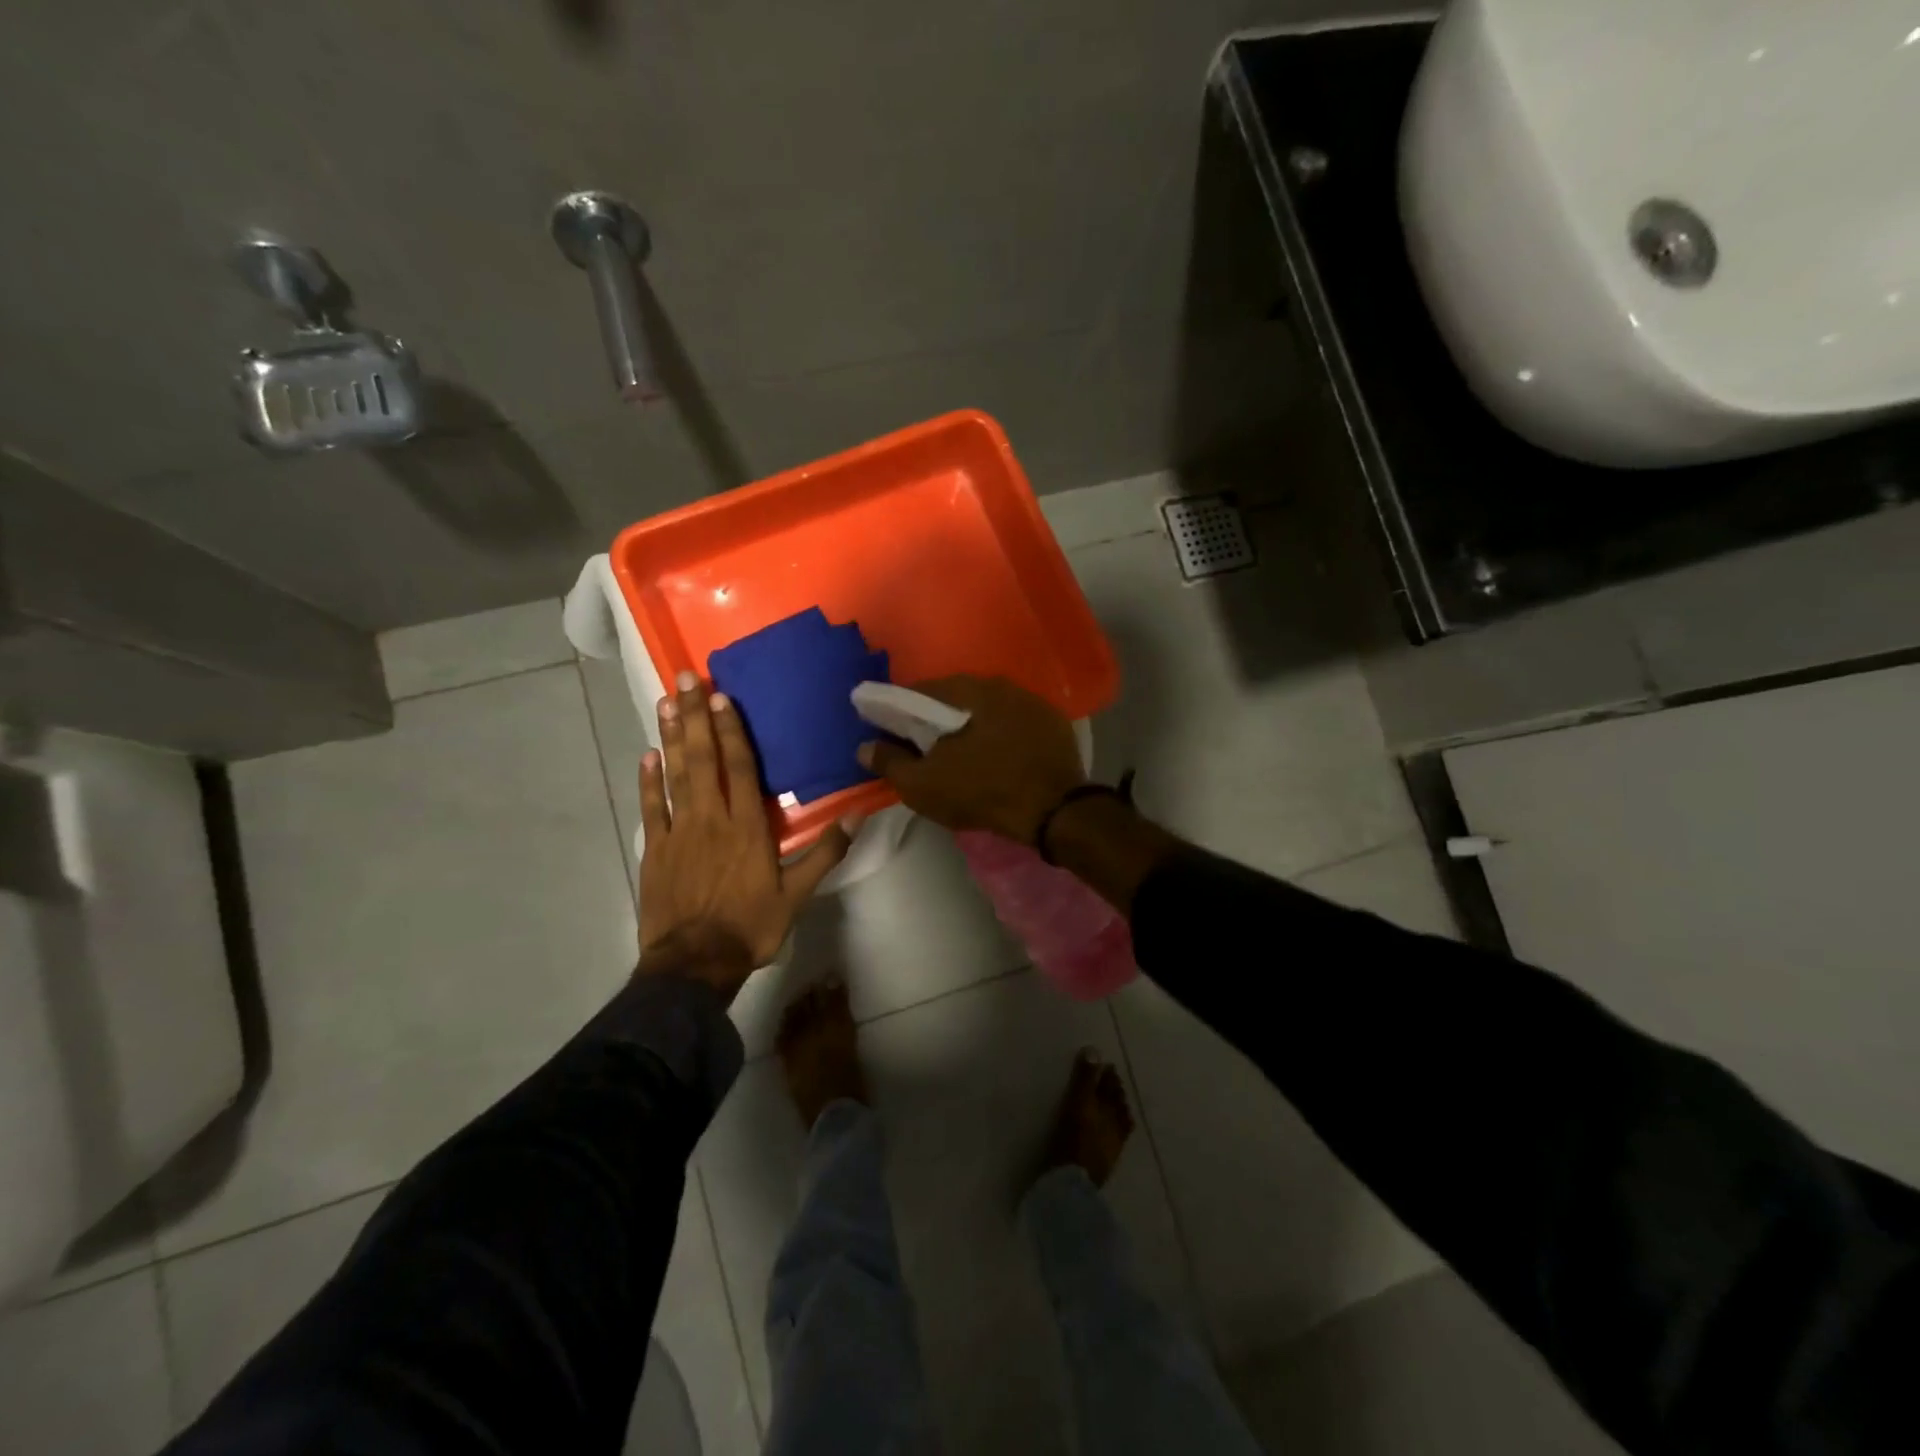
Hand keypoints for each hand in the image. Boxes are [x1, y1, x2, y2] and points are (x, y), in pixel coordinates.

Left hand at [638, 672, 854, 995]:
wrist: (693, 965)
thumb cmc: (750, 927)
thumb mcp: (796, 895)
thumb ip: (824, 854)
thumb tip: (856, 817)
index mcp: (747, 827)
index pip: (739, 767)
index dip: (731, 730)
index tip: (722, 697)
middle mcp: (711, 819)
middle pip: (703, 759)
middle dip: (696, 717)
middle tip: (685, 679)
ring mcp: (678, 832)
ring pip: (675, 774)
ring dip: (671, 736)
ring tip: (664, 702)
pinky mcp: (654, 850)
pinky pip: (651, 808)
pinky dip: (648, 780)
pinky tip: (647, 755)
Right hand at [857, 675, 1086, 844]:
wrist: (1055, 811)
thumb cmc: (982, 792)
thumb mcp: (924, 785)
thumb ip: (890, 762)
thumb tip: (866, 746)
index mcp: (966, 690)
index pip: (920, 691)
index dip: (900, 713)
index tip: (893, 734)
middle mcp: (1000, 684)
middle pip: (956, 698)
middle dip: (936, 719)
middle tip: (925, 747)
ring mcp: (1032, 702)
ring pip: (987, 709)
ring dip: (971, 725)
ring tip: (961, 754)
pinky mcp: (1054, 723)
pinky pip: (1014, 723)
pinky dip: (1000, 735)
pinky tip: (997, 756)